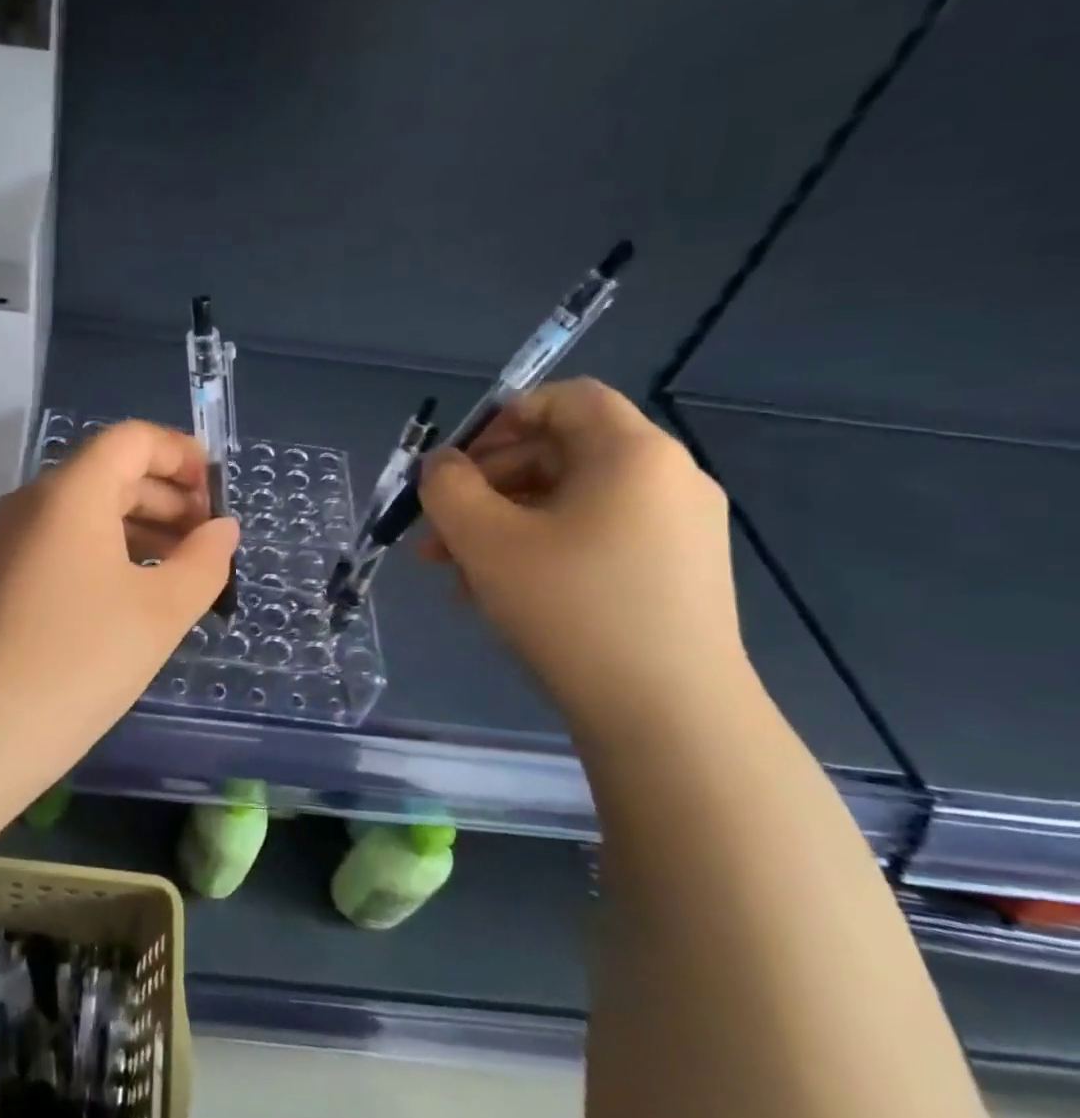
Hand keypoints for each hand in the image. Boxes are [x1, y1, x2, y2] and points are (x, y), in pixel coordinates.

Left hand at [0, 421, 238, 771]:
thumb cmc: (80, 658)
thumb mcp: (161, 611)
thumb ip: (204, 561)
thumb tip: (222, 529)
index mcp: (72, 491)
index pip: (132, 440)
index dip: (180, 455)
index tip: (216, 496)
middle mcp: (34, 500)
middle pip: (110, 473)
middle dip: (167, 498)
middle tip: (208, 543)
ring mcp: (9, 538)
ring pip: (85, 510)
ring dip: (138, 527)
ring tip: (181, 571)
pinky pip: (62, 542)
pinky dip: (105, 551)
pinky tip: (133, 594)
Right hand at [418, 379, 746, 726]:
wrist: (670, 718)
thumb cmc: (571, 607)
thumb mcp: (484, 539)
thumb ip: (448, 487)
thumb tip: (442, 466)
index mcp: (633, 453)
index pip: (566, 399)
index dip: (502, 418)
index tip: (456, 464)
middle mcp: (667, 480)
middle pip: (561, 454)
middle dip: (486, 486)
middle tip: (437, 530)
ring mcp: (678, 531)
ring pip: (570, 504)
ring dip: (503, 525)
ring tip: (454, 571)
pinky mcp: (676, 576)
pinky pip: (595, 540)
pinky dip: (541, 551)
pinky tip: (498, 595)